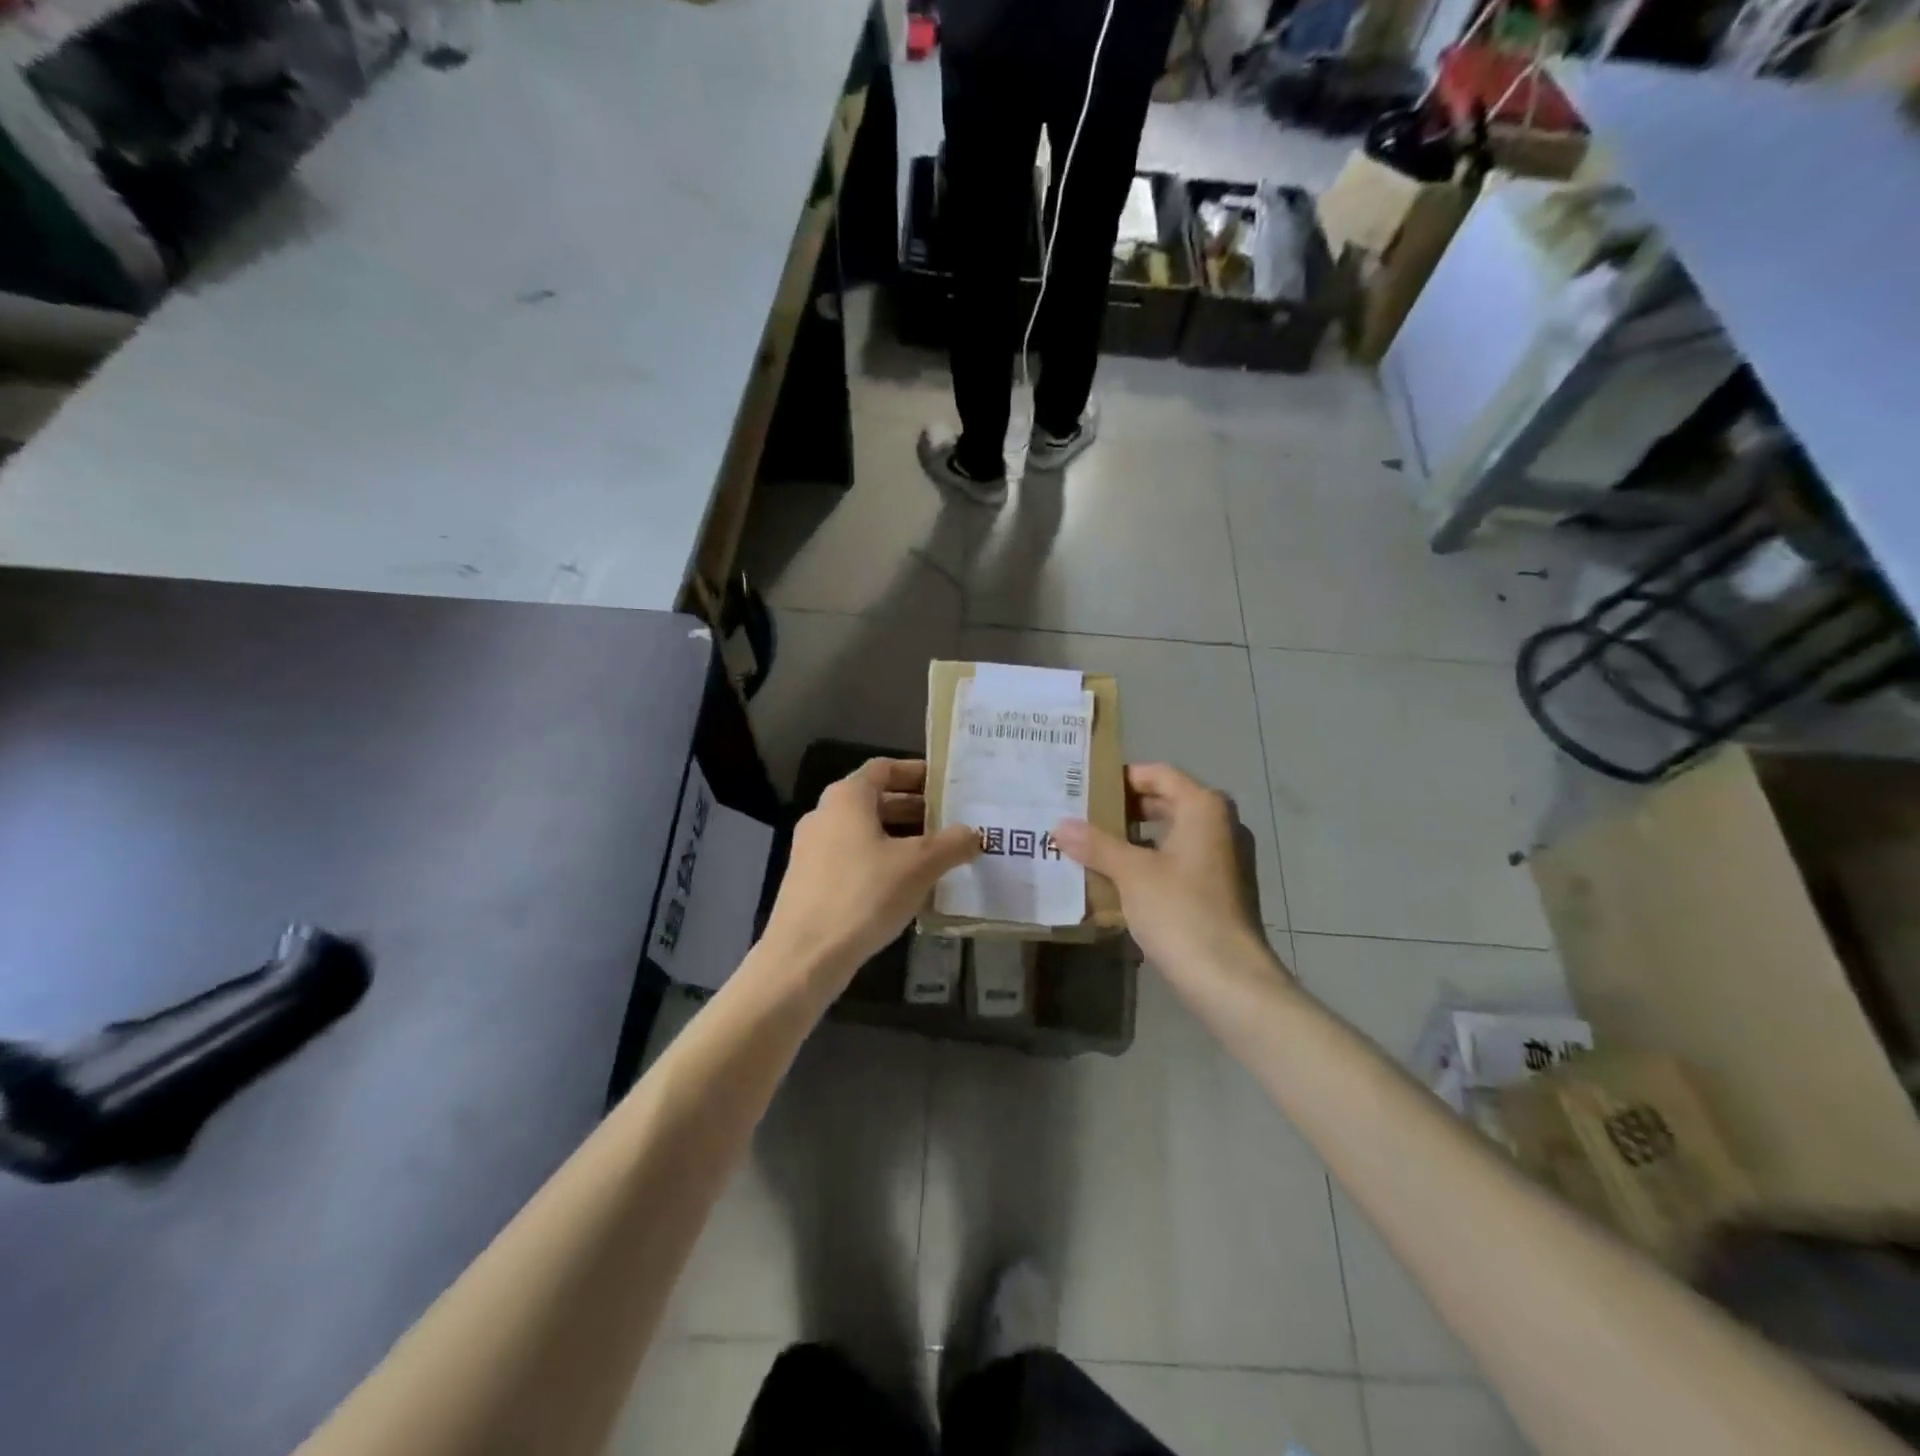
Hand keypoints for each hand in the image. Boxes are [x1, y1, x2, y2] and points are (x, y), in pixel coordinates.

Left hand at [763, 758, 979, 990]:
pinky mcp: (810, 881)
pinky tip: (908, 887)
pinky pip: (854, 859)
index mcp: (846, 798)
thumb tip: (973, 834)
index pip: (884, 768)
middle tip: (952, 822)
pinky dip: (882, 862)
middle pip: (876, 801)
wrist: (805, 956)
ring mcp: (813, 850)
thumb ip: (952, 843)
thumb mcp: (920, 865)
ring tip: (938, 856)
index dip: (917, 772)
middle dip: (915, 810)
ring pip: (865, 833)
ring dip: (901, 839)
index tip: (946, 784)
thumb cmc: (864, 894)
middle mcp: (825, 815)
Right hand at [1053, 763, 1277, 984]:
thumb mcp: (1132, 874)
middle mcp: (1219, 825)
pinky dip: (1148, 864)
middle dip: (1122, 810)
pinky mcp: (1217, 889)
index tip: (1084, 787)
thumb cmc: (1181, 912)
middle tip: (1080, 816)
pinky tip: (1115, 880)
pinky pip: (1177, 862)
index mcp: (1203, 808)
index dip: (1121, 777)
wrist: (1229, 980)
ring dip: (1132, 840)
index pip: (1158, 774)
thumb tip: (1059, 825)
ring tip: (1089, 847)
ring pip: (1169, 835)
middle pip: (1164, 803)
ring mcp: (1222, 859)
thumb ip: (1096, 844)